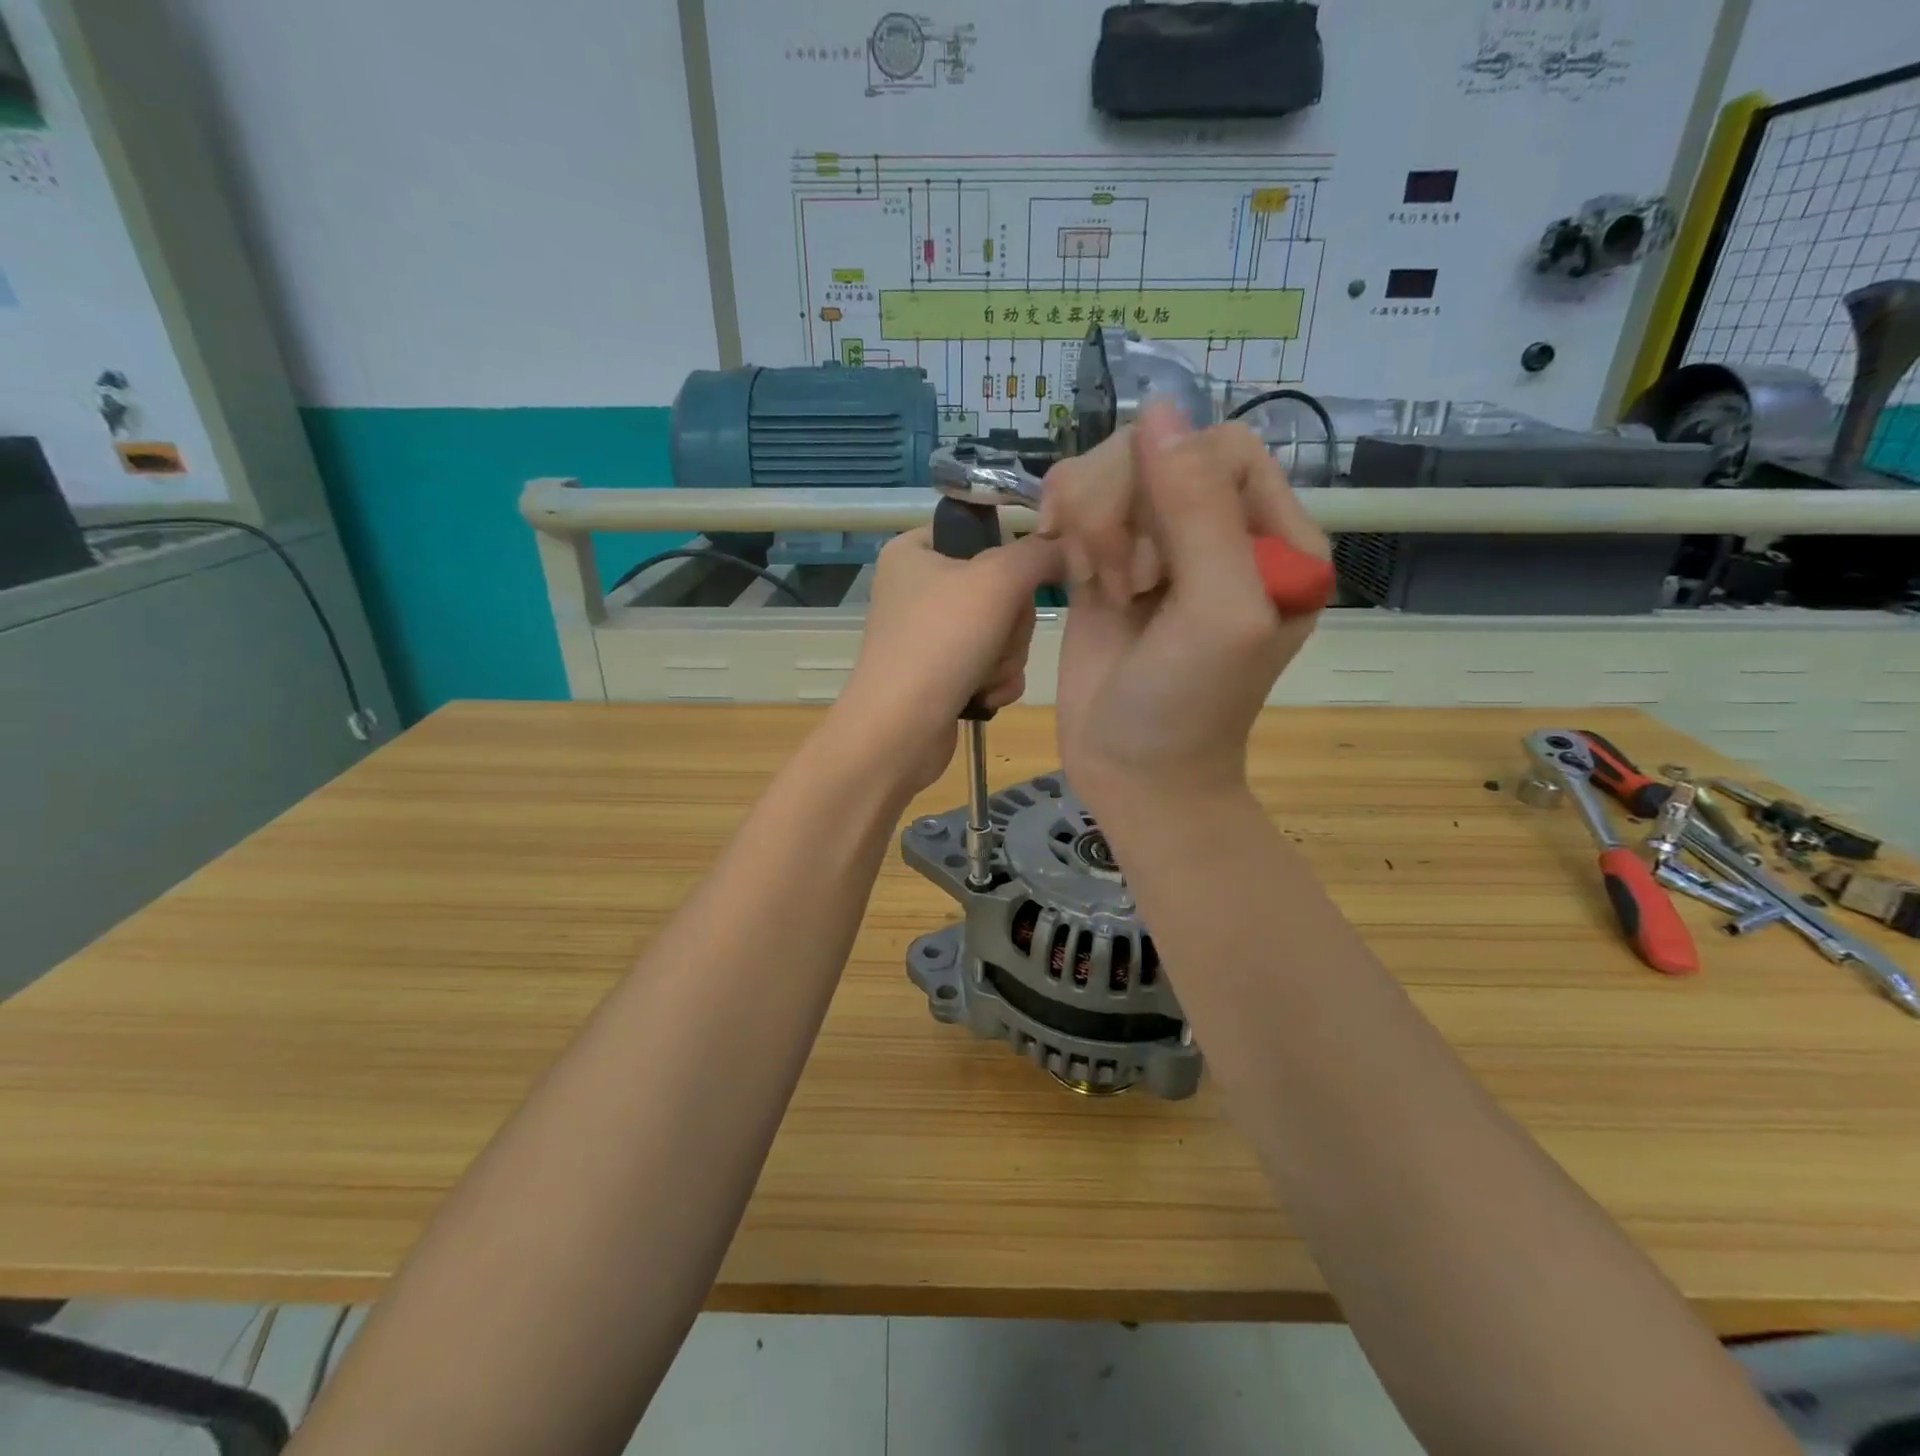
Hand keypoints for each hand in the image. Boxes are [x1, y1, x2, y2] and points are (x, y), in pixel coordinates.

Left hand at [833, 526, 1062, 793]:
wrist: (900, 731)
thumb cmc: (941, 642)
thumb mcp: (997, 579)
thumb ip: (1040, 553)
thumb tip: (1068, 548)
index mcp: (915, 551)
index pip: (981, 533)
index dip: (1011, 558)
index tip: (1022, 581)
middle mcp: (919, 589)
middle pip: (1000, 589)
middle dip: (1011, 624)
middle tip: (994, 639)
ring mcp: (929, 636)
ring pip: (1002, 632)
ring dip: (1006, 657)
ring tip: (982, 675)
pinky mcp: (941, 675)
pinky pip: (991, 666)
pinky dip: (995, 681)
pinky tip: (982, 696)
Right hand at [1048, 404, 1328, 816]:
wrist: (1133, 771)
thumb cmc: (1188, 705)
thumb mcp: (1218, 611)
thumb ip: (1199, 510)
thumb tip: (1160, 408)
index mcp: (1274, 538)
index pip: (1221, 449)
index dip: (1173, 486)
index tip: (1153, 566)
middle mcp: (1218, 530)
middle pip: (1157, 453)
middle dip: (1123, 512)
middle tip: (1121, 584)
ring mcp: (1158, 543)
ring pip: (1109, 469)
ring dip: (1090, 524)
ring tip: (1097, 585)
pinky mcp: (1107, 559)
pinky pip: (1078, 500)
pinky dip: (1064, 526)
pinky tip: (1071, 570)